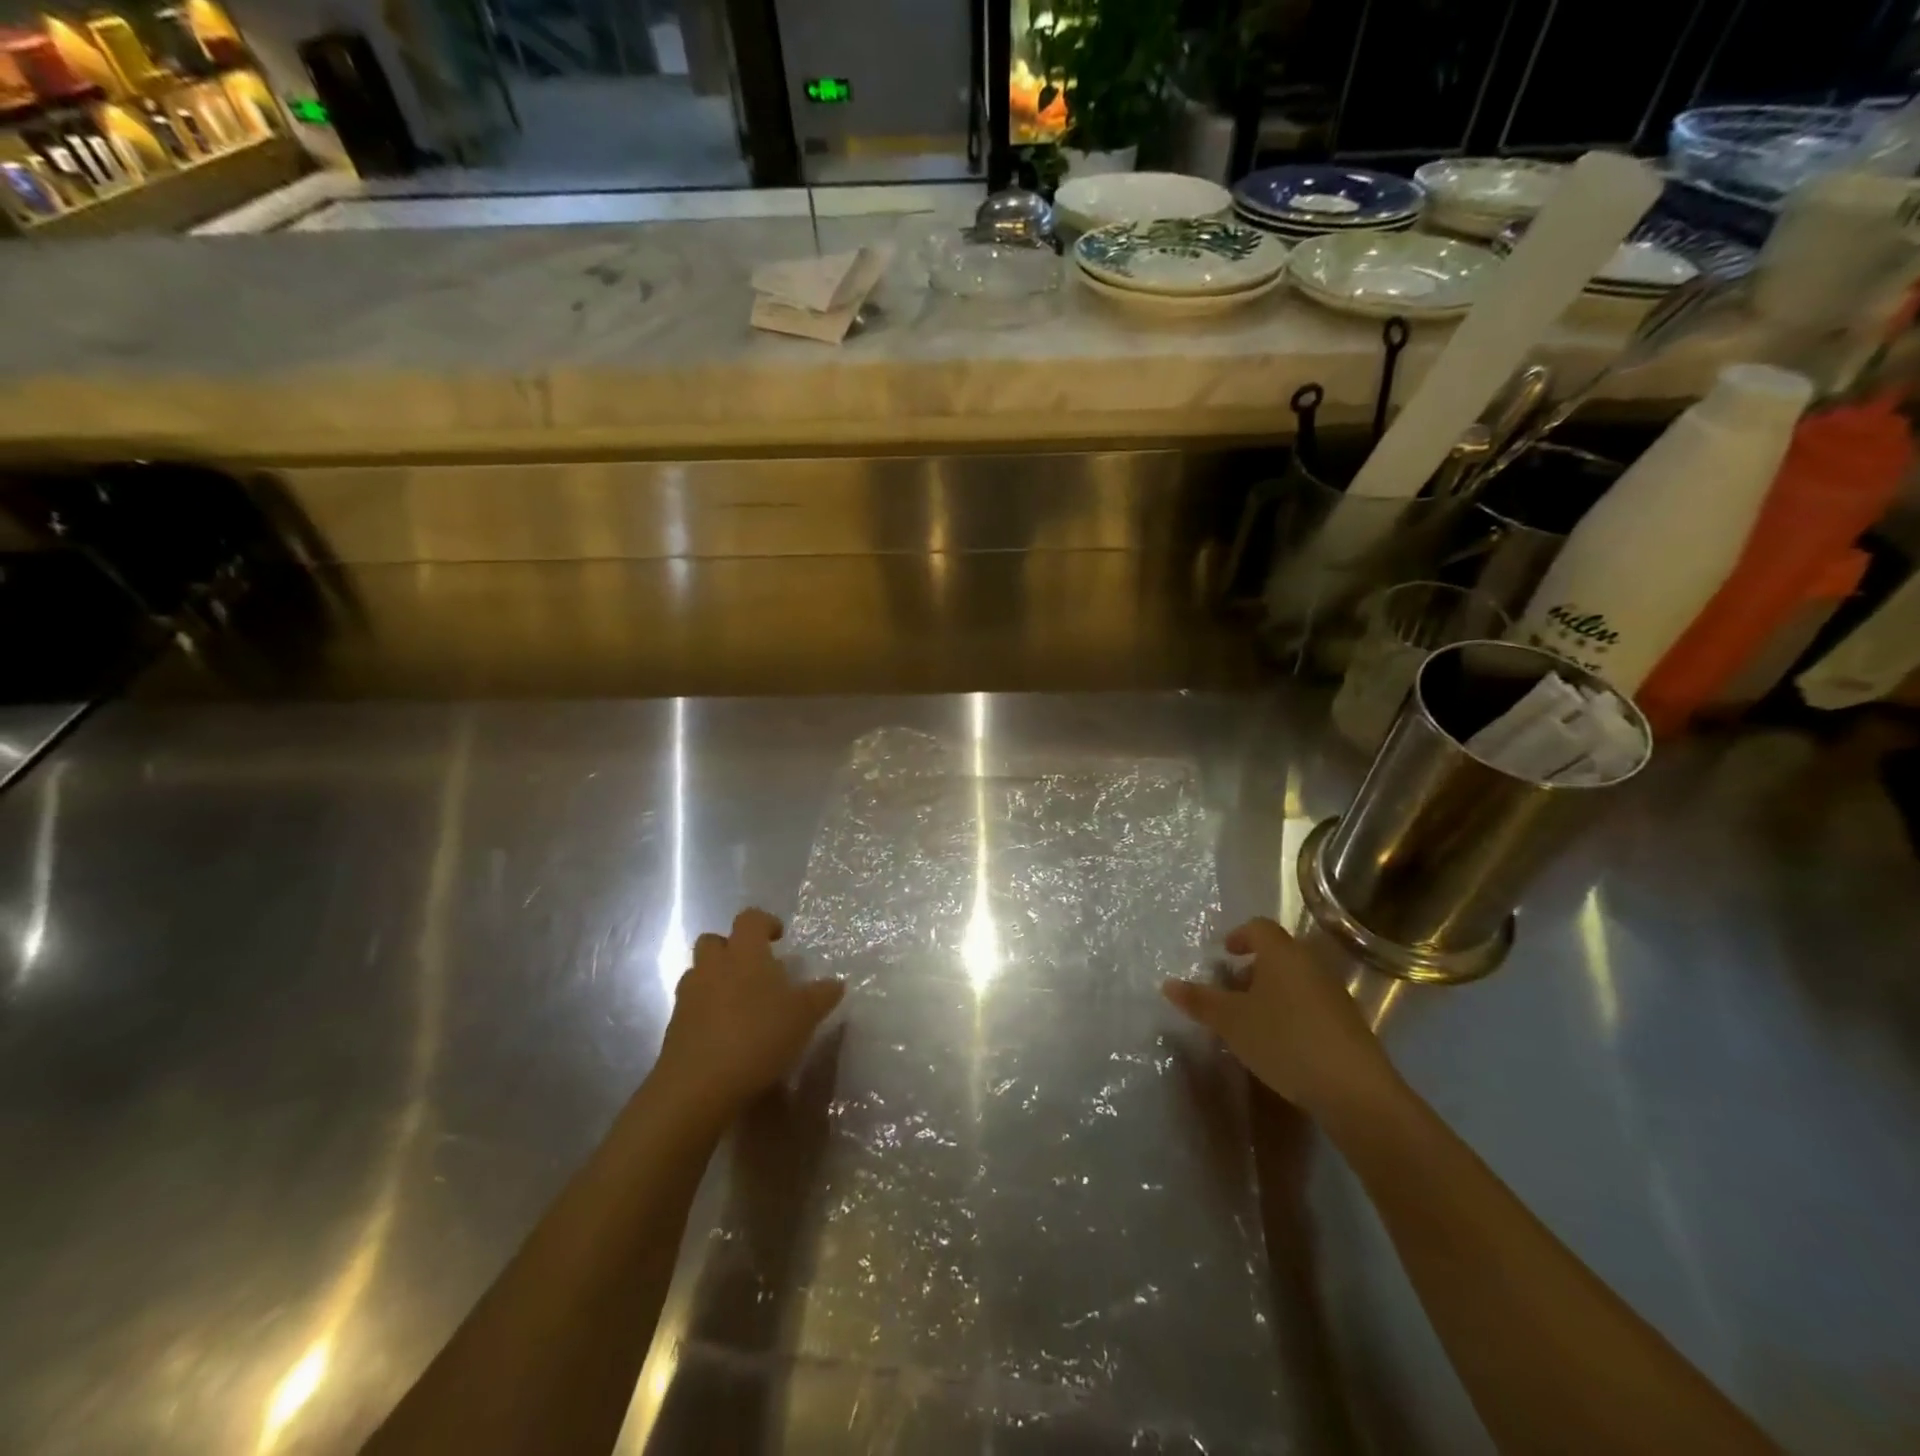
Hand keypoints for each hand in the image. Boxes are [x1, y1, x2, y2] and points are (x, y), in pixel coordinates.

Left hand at [656, 909, 844, 1117]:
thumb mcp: (804, 1016)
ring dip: (717, 979)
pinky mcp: (675, 1026)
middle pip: (715, 940)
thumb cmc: (758, 1037)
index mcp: (744, 953)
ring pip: (700, 973)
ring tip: (742, 1004)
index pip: (750, 919)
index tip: (779, 937)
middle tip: (755, 969)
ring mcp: (689, 996)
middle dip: (732, 948)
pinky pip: (692, 1006)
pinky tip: (726, 1034)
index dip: (765, 922)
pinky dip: (707, 1011)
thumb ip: (821, 996)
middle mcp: (713, 966)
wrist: (699, 1086)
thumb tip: (836, 983)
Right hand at [1162, 917, 1398, 1122]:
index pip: (1258, 927)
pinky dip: (1291, 1011)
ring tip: (1252, 1019)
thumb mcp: (1231, 1021)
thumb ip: (1199, 1001)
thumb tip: (1168, 984)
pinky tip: (1280, 1042)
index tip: (1224, 954)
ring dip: (1272, 991)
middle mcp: (1310, 964)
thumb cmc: (1283, 1040)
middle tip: (1231, 990)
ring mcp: (1333, 993)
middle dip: (1253, 967)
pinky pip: (1311, 1003)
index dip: (1239, 936)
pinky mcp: (1348, 1023)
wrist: (1353, 1089)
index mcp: (1281, 953)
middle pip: (1278, 953)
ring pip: (1295, 979)